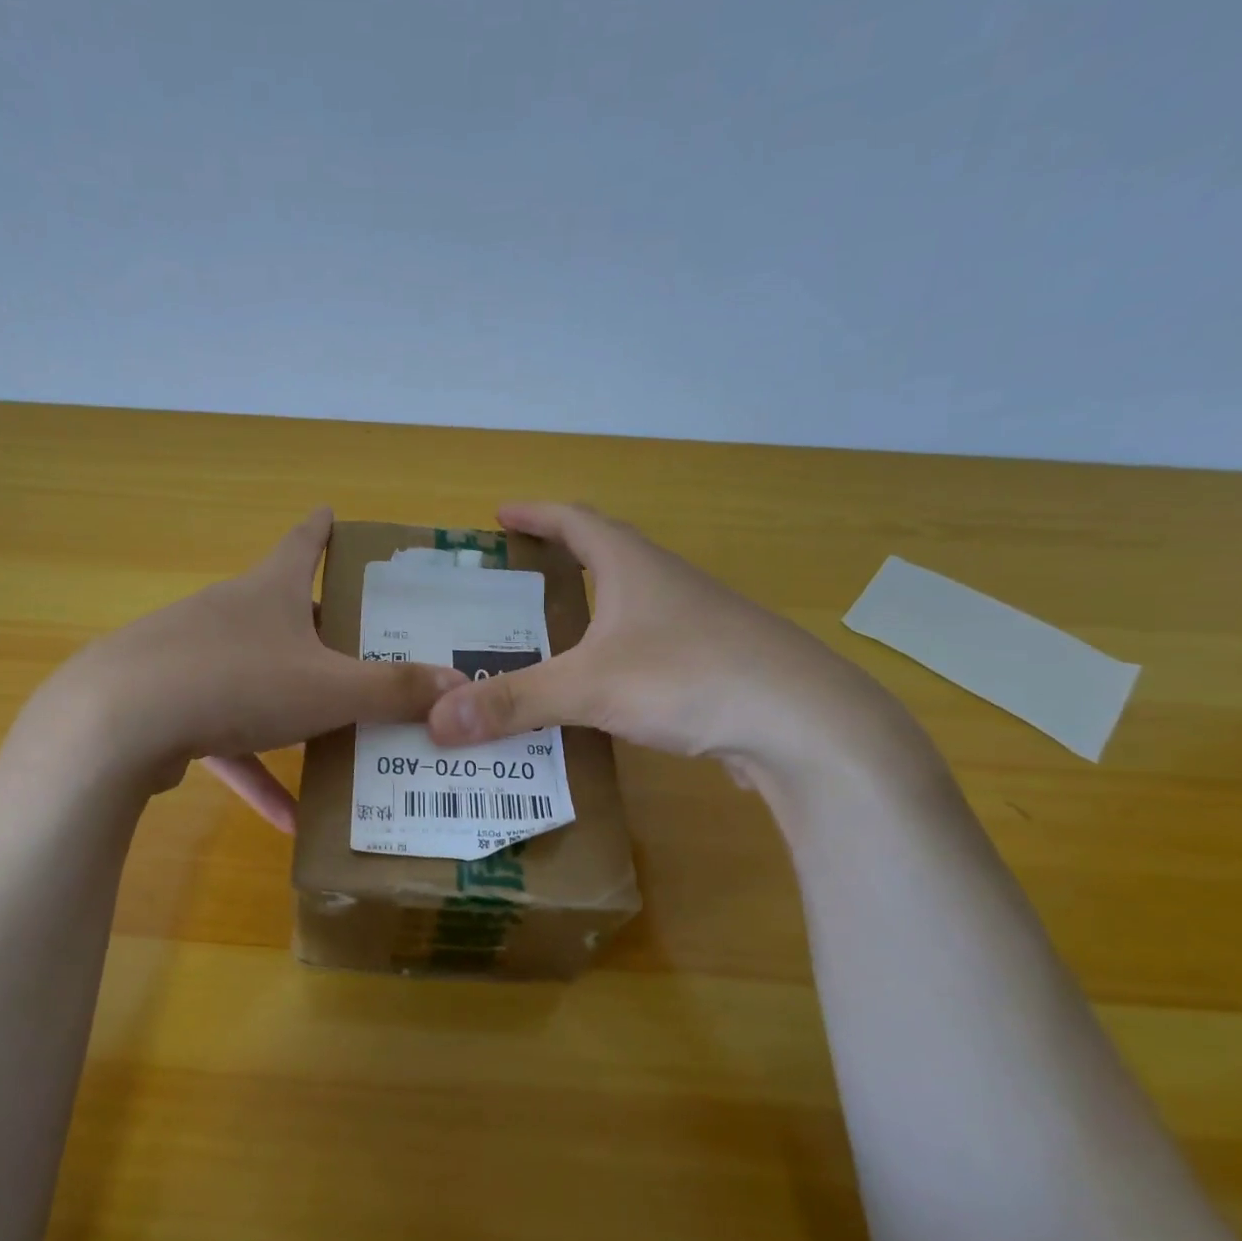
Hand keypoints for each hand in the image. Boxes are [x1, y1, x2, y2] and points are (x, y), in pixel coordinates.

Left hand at [42, 508, 464, 829]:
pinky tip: (286, 821)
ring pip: (256, 680)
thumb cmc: (239, 682)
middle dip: (318, 630)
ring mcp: (192, 659)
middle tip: (359, 647)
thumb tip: (458, 685)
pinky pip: (226, 738)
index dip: (322, 528)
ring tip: (338, 743)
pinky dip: (255, 771)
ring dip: (292, 713)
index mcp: (269, 592)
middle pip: (281, 614)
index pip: (303, 543)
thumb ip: (393, 689)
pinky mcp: (168, 707)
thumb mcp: (329, 688)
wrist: (118, 722)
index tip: (333, 513)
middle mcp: (229, 615)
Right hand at [426, 503, 911, 780]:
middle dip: (559, 560)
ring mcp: (696, 626)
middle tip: (514, 581)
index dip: (536, 515)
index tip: (500, 515)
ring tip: (545, 638)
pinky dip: (612, 657)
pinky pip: (647, 650)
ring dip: (588, 613)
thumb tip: (435, 719)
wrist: (806, 726)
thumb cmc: (691, 678)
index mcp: (634, 567)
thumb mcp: (589, 687)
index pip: (576, 521)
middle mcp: (667, 585)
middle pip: (605, 557)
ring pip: (628, 608)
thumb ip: (512, 702)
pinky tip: (599, 691)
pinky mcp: (713, 667)